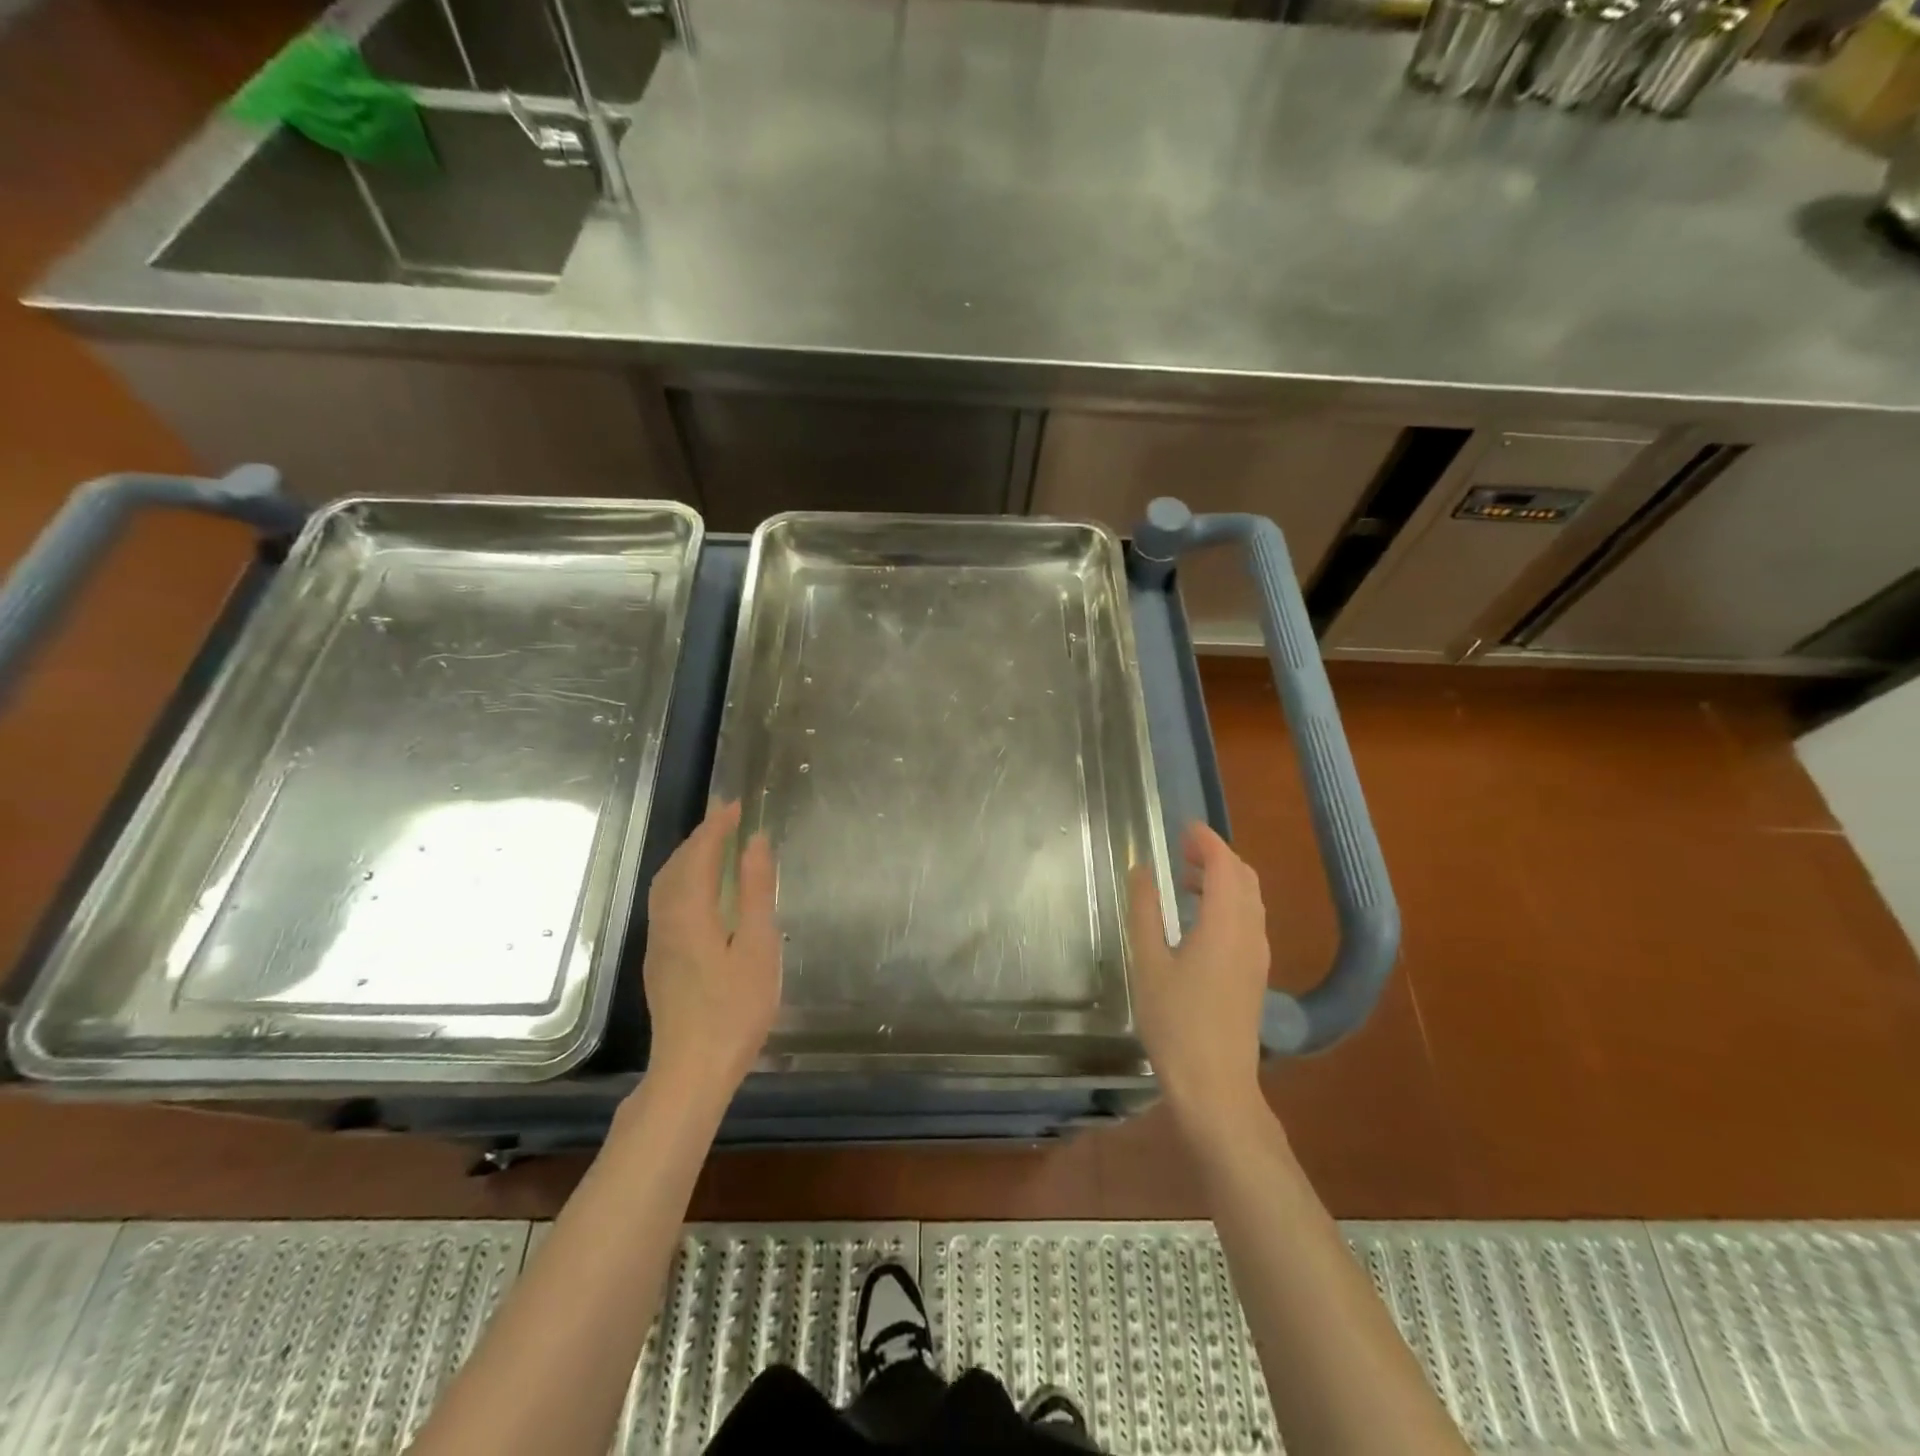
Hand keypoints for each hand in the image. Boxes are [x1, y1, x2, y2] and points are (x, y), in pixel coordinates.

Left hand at [641, 801, 780, 1100]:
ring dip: (689, 857)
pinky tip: (702, 891)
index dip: (717, 826)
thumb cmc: (735, 1009)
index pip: (699, 854)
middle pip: (676, 866)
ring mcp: (658, 944)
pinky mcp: (660, 962)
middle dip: (700, 837)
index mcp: (690, 912)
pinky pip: (666, 902)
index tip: (737, 805)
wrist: (691, 1071)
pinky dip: (684, 880)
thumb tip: (755, 842)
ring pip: (666, 885)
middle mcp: (666, 921)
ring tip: (716, 846)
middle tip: (728, 819)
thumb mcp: (757, 946)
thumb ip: (755, 891)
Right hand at [1128, 823, 1270, 1128]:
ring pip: (1249, 900)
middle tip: (1181, 848)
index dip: (1206, 840)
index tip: (1183, 827)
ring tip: (1185, 879)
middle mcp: (1250, 933)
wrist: (1216, 1086)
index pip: (1225, 864)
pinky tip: (1198, 919)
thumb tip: (1141, 870)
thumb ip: (1145, 911)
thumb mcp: (1148, 962)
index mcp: (1225, 924)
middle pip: (1244, 878)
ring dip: (1222, 880)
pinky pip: (1247, 920)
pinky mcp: (1254, 974)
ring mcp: (1257, 956)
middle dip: (1216, 855)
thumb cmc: (1175, 1022)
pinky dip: (1227, 903)